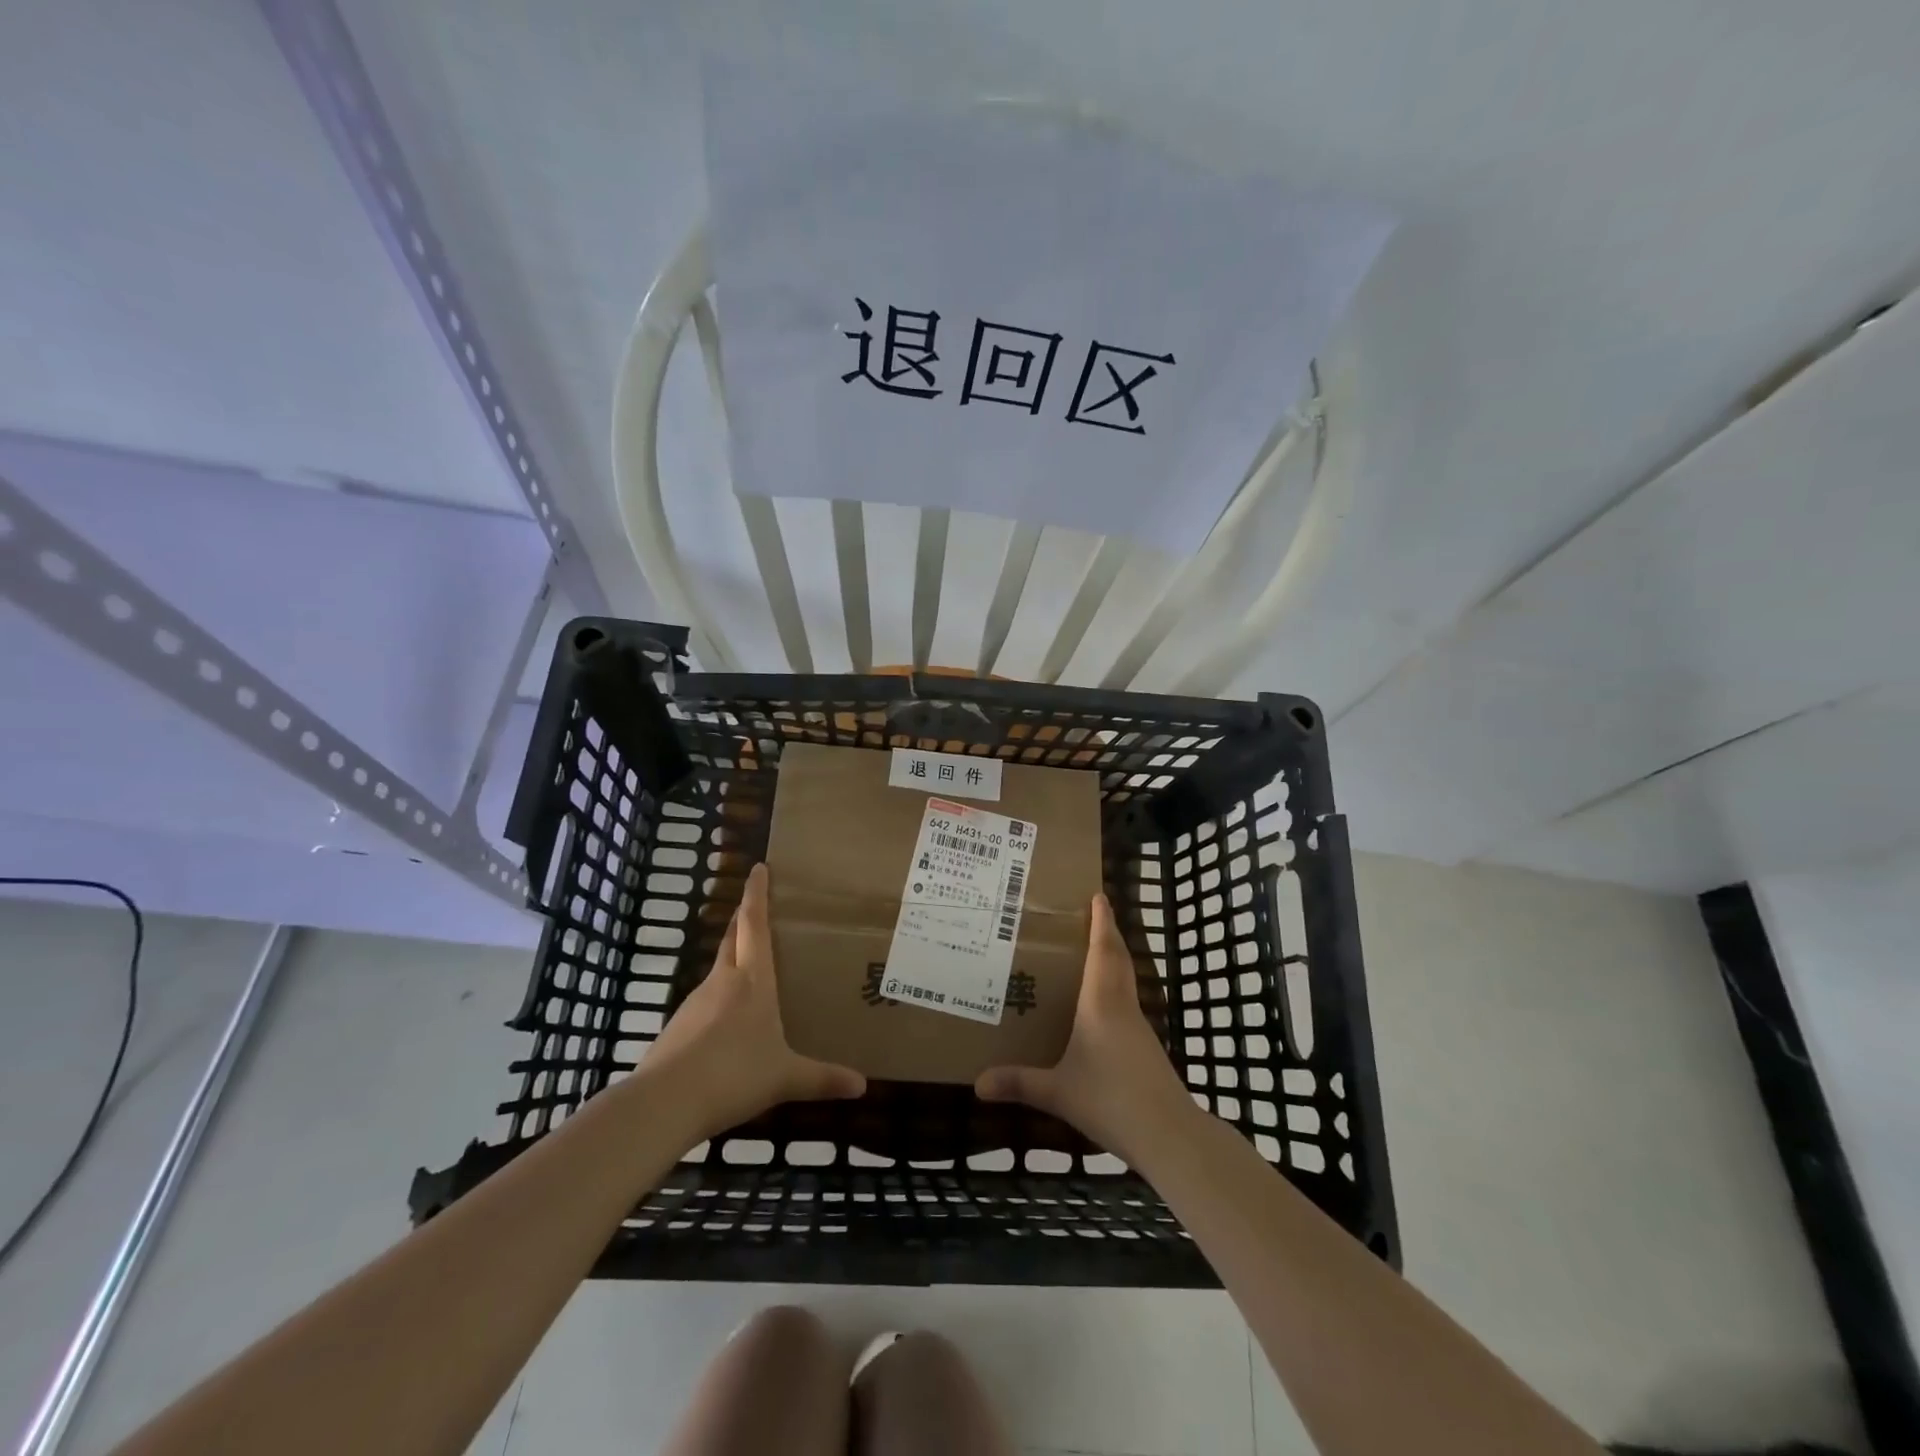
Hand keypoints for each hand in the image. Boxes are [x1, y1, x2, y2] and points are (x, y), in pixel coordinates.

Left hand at [642, 864, 865, 1145]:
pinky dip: (720, 997)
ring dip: (733, 959)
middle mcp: (722, 981)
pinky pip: (705, 1001)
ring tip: (753, 968)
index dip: (757, 894)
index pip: (754, 924)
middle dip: (743, 918)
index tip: (759, 868)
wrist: (663, 1104)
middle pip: (732, 938)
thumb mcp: (785, 1078)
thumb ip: (822, 1079)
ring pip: (718, 969)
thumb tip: (862, 1086)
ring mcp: (695, 1002)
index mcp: (752, 981)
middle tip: (757, 906)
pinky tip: (729, 1022)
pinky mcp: (677, 1027)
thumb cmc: (734, 1075)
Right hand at [975, 893, 1197, 1165]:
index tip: (1098, 895)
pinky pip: (1127, 1002)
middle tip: (1094, 914)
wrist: (1168, 1133)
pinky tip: (1100, 1006)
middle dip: (1108, 933)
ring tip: (1092, 952)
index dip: (1101, 922)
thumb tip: (977, 1084)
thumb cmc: (1110, 1099)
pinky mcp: (1146, 1047)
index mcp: (1101, 1004)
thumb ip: (1019, 1083)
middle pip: (1118, 958)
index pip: (1102, 951)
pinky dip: (1115, 988)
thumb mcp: (1058, 1092)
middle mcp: (1122, 1006)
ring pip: (1126, 979)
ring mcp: (1139, 1026)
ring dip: (1113, 959)